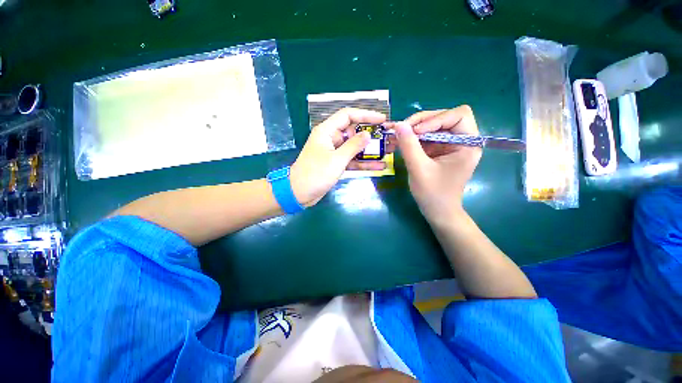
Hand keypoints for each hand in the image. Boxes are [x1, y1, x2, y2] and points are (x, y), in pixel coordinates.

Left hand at [290, 108, 386, 205]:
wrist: (300, 193)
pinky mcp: (336, 163)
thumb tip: (367, 135)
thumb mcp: (337, 159)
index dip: (365, 115)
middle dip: (371, 134)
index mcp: (327, 131)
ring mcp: (334, 152)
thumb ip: (353, 146)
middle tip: (388, 137)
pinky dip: (363, 163)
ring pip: (355, 147)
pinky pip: (352, 160)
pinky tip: (379, 166)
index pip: (348, 115)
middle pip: (353, 131)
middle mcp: (331, 138)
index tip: (381, 120)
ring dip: (370, 150)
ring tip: (388, 151)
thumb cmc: (316, 174)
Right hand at [393, 106, 481, 225]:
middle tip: (403, 130)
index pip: (458, 115)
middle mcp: (462, 140)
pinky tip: (401, 142)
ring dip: (415, 129)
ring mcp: (450, 145)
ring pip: (433, 125)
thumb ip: (409, 146)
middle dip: (422, 121)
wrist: (438, 212)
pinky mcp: (440, 150)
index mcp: (468, 144)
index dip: (436, 118)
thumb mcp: (419, 169)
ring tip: (398, 135)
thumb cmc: (433, 194)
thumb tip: (398, 124)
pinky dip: (414, 138)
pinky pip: (427, 137)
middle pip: (444, 117)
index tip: (415, 132)